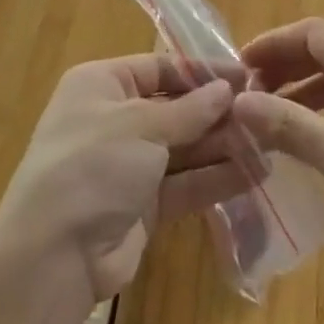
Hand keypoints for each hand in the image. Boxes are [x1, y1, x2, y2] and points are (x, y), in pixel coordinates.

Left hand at [0, 54, 245, 307]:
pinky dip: (216, 178)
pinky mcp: (143, 205)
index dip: (202, 72)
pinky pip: (185, 183)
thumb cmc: (93, 165)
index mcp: (102, 85)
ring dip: (223, 146)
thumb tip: (228, 88)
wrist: (54, 255)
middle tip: (265, 113)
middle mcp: (114, 119)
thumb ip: (190, 109)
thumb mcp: (142, 125)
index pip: (159, 67)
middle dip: (218, 113)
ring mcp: (128, 164)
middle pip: (176, 108)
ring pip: (184, 148)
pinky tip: (256, 174)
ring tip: (270, 142)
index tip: (246, 77)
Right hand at [233, 18, 323, 292]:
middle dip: (282, 69)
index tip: (236, 69)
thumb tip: (238, 101)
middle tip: (245, 98)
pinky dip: (321, 117)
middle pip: (323, 53)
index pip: (311, 33)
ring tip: (265, 122)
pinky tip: (304, 144)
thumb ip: (289, 125)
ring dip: (299, 94)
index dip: (271, 44)